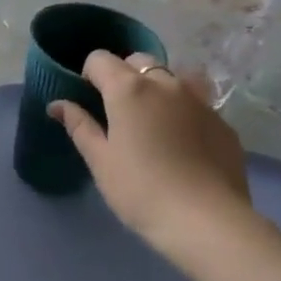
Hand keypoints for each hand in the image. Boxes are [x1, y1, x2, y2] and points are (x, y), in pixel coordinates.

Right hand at [49, 51, 253, 260]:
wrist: (205, 220)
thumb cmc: (140, 190)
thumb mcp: (100, 160)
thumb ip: (79, 126)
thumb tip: (57, 105)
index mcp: (129, 89)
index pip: (100, 59)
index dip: (88, 74)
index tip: (87, 100)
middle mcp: (166, 84)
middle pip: (139, 62)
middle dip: (123, 76)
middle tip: (117, 112)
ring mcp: (200, 101)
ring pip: (173, 77)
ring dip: (158, 87)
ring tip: (153, 120)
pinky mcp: (223, 122)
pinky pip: (198, 103)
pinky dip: (184, 111)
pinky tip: (182, 143)